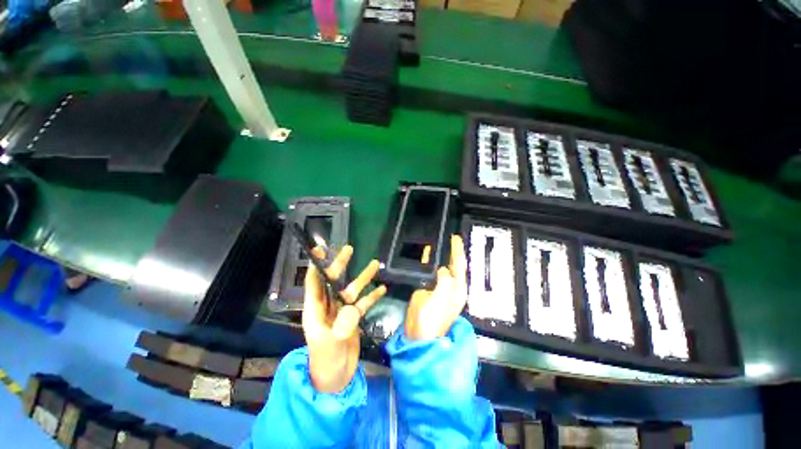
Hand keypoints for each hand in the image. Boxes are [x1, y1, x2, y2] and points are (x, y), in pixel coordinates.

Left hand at [303, 245, 386, 393]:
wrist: (335, 380)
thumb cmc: (325, 363)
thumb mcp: (330, 346)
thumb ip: (341, 326)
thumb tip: (353, 308)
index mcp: (315, 311)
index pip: (314, 283)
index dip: (316, 266)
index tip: (320, 250)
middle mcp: (328, 307)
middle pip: (334, 281)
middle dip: (340, 265)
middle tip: (349, 249)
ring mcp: (342, 312)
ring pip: (352, 290)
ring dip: (363, 277)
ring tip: (375, 264)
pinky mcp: (353, 319)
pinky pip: (364, 303)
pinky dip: (372, 295)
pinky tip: (382, 288)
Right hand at [405, 235, 467, 340]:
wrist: (418, 332)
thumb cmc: (433, 317)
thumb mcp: (443, 297)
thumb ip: (446, 279)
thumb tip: (443, 269)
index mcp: (458, 288)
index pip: (460, 264)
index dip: (459, 250)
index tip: (457, 237)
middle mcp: (450, 285)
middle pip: (452, 264)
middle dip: (452, 251)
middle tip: (450, 237)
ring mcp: (438, 286)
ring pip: (441, 265)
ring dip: (440, 254)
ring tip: (438, 241)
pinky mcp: (427, 286)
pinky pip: (428, 270)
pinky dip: (428, 260)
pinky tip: (426, 252)